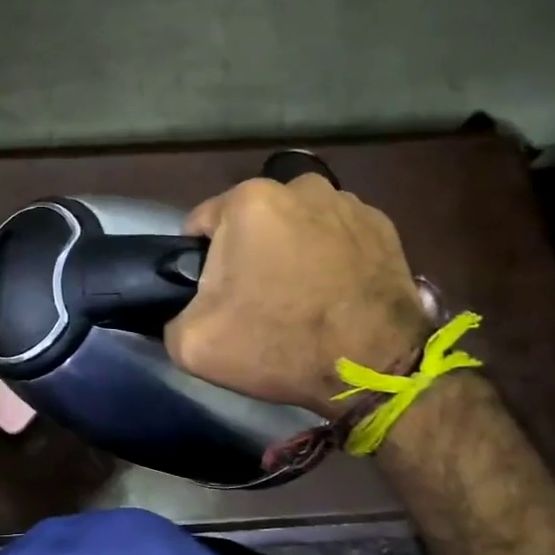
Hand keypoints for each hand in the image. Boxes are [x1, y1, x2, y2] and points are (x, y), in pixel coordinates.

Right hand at [164, 176, 429, 418]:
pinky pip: (336, 234)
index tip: (214, 296)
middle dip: (247, 251)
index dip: (199, 262)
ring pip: (296, 223)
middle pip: (251, 220)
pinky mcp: (383, 225)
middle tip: (256, 299)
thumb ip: (171, 315)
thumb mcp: (192, 344)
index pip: (200, 225)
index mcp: (248, 201)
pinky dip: (329, 254)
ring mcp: (348, 202)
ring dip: (290, 248)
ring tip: (300, 295)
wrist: (373, 369)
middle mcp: (299, 186)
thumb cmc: (278, 345)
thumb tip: (182, 308)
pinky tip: (333, 291)